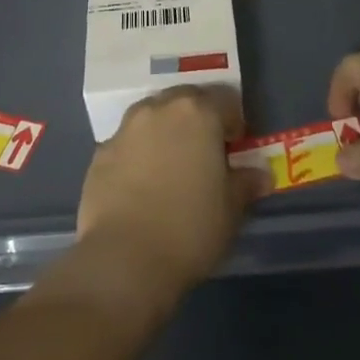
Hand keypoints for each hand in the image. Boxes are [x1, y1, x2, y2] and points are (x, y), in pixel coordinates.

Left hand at [75, 85, 270, 301]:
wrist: (124, 259)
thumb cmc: (190, 228)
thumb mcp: (232, 209)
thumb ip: (246, 183)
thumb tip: (259, 175)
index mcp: (197, 113)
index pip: (224, 100)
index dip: (234, 122)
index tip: (235, 148)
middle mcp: (159, 109)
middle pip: (184, 101)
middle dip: (197, 119)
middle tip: (204, 152)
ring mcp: (125, 129)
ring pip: (151, 118)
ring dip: (164, 132)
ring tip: (171, 166)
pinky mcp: (99, 154)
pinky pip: (127, 144)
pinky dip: (137, 155)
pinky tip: (141, 186)